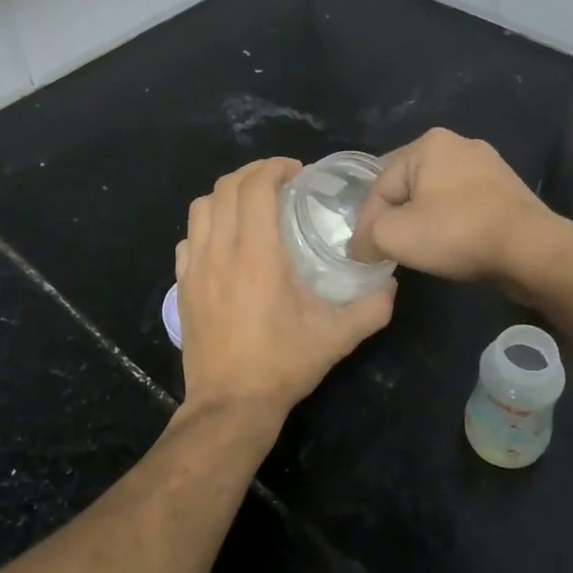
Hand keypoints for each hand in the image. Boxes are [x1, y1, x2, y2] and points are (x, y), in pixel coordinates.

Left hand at [175, 158, 395, 428]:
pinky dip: (207, 226)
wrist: (230, 404)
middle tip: (279, 182)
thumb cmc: (283, 365)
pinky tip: (225, 242)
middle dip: (253, 174)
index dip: (274, 167)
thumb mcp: (338, 336)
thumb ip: (372, 306)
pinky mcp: (182, 286)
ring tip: (251, 205)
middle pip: (225, 188)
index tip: (297, 172)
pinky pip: (188, 238)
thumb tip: (391, 283)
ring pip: (201, 208)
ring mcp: (194, 268)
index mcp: (256, 254)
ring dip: (227, 195)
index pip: (254, 186)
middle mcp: (220, 251)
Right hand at [351, 128, 554, 284]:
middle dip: (396, 218)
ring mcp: (488, 165)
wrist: (531, 249)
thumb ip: (368, 237)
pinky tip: (453, 245)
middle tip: (390, 251)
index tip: (365, 254)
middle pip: (407, 187)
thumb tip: (361, 247)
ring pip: (436, 196)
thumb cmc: (457, 232)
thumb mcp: (395, 236)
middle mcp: (458, 144)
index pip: (380, 185)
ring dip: (423, 222)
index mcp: (428, 143)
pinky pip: (464, 205)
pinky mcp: (507, 189)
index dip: (368, 222)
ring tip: (420, 251)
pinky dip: (452, 224)